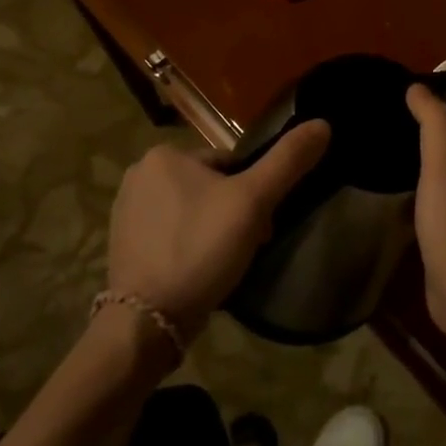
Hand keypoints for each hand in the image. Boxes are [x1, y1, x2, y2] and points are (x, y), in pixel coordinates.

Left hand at [106, 123, 329, 337]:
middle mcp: (139, 174)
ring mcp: (126, 212)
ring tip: (226, 263)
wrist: (147, 321)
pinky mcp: (122, 245)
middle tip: (248, 246)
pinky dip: (189, 248)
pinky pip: (170, 235)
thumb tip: (322, 124)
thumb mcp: (253, 201)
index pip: (229, 163)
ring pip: (191, 212)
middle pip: (210, 187)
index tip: (263, 224)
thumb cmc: (201, 248)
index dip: (253, 192)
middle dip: (233, 213)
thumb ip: (288, 161)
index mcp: (165, 154)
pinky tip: (199, 272)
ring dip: (213, 231)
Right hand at [406, 86, 445, 342]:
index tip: (399, 94)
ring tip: (381, 152)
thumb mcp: (444, 167)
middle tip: (383, 120)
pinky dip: (411, 193)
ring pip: (438, 178)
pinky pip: (428, 205)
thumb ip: (434, 125)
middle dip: (421, 133)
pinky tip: (389, 196)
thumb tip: (417, 87)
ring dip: (416, 164)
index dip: (432, 106)